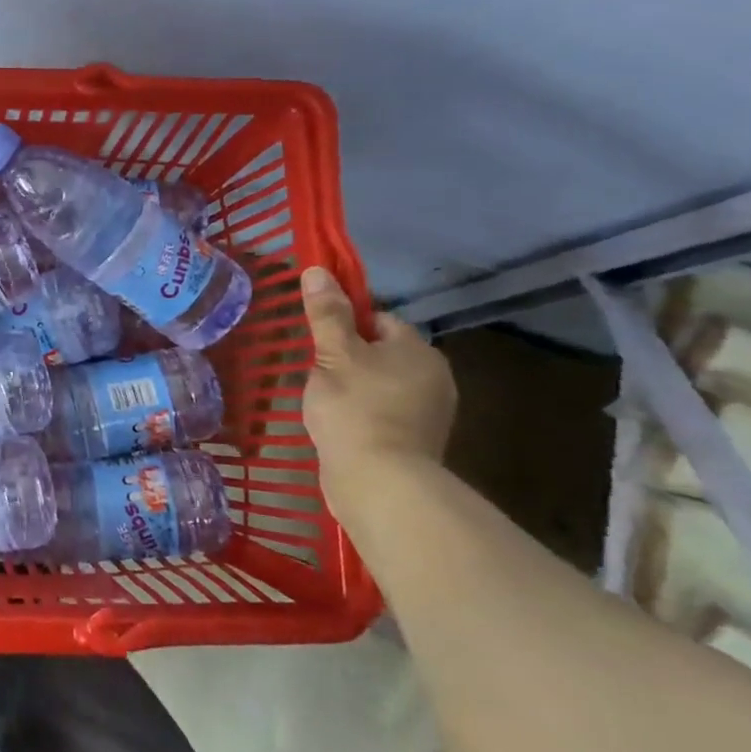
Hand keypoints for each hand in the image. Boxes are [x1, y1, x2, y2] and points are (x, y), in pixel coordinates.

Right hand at [300, 266, 455, 482]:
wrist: (380, 482)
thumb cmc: (355, 408)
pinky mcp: (417, 442)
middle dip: (349, 360)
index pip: (378, 319)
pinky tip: (340, 426)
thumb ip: (326, 314)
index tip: (319, 344)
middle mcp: (433, 376)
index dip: (345, 326)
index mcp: (417, 349)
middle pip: (381, 352)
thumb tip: (318, 270)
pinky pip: (384, 413)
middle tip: (317, 374)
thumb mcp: (333, 354)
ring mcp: (429, 412)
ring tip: (324, 403)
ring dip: (354, 388)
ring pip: (381, 384)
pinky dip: (363, 415)